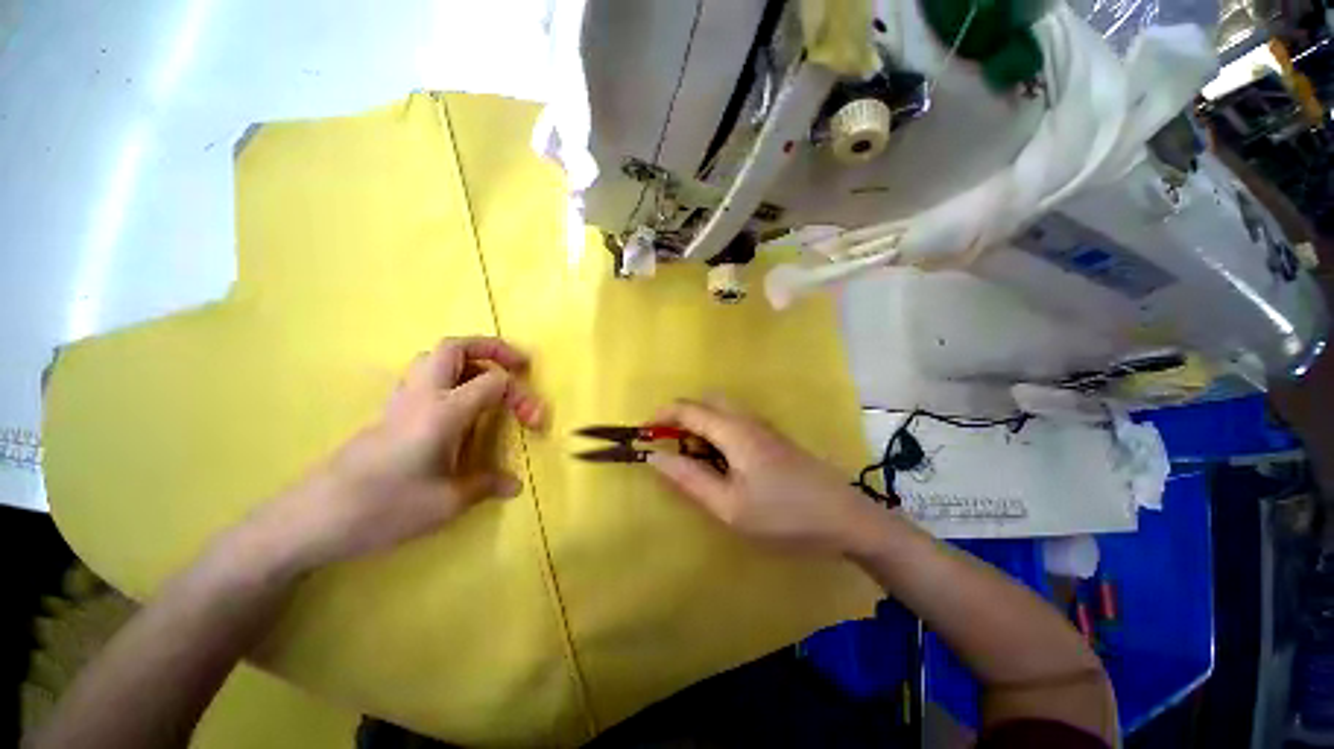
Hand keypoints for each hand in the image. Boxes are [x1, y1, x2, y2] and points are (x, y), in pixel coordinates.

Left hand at [246, 337, 546, 573]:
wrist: (309, 520)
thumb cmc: (382, 508)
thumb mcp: (445, 503)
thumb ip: (485, 485)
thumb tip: (513, 484)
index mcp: (443, 411)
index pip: (494, 382)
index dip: (523, 397)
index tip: (536, 425)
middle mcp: (422, 395)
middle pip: (456, 347)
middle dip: (493, 348)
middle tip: (519, 365)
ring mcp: (400, 401)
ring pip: (435, 358)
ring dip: (469, 360)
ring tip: (490, 382)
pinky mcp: (388, 413)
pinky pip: (423, 377)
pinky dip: (450, 376)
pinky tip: (458, 405)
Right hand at [646, 399, 881, 554]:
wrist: (847, 519)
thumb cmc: (785, 516)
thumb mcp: (729, 506)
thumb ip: (689, 479)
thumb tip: (655, 458)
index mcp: (733, 431)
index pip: (686, 409)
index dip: (659, 417)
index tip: (641, 435)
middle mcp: (747, 419)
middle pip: (704, 403)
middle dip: (678, 419)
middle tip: (667, 449)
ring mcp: (763, 427)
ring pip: (720, 412)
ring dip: (698, 427)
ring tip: (691, 460)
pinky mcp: (772, 438)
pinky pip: (734, 423)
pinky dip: (715, 434)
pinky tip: (720, 463)